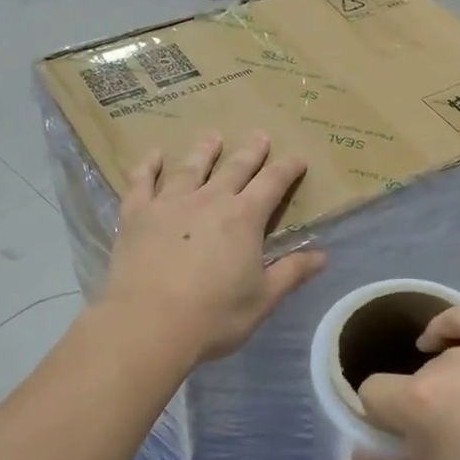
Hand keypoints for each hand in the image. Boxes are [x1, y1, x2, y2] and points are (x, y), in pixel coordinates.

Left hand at [101, 130, 326, 365]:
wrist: (147, 324)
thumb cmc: (213, 316)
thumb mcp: (263, 299)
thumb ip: (292, 272)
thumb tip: (322, 256)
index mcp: (244, 218)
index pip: (273, 183)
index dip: (288, 168)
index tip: (298, 157)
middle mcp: (209, 200)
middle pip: (235, 168)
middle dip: (251, 152)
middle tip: (259, 135)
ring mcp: (169, 203)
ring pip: (190, 168)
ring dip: (204, 150)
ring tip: (212, 136)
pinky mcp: (136, 215)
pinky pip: (142, 182)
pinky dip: (148, 166)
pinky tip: (153, 155)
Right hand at [331, 304, 459, 459]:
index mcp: (419, 400)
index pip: (371, 394)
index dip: (378, 422)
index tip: (401, 447)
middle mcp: (446, 363)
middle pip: (406, 380)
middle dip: (413, 409)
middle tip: (444, 446)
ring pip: (436, 358)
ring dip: (435, 382)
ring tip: (456, 413)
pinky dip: (448, 328)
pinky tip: (444, 345)